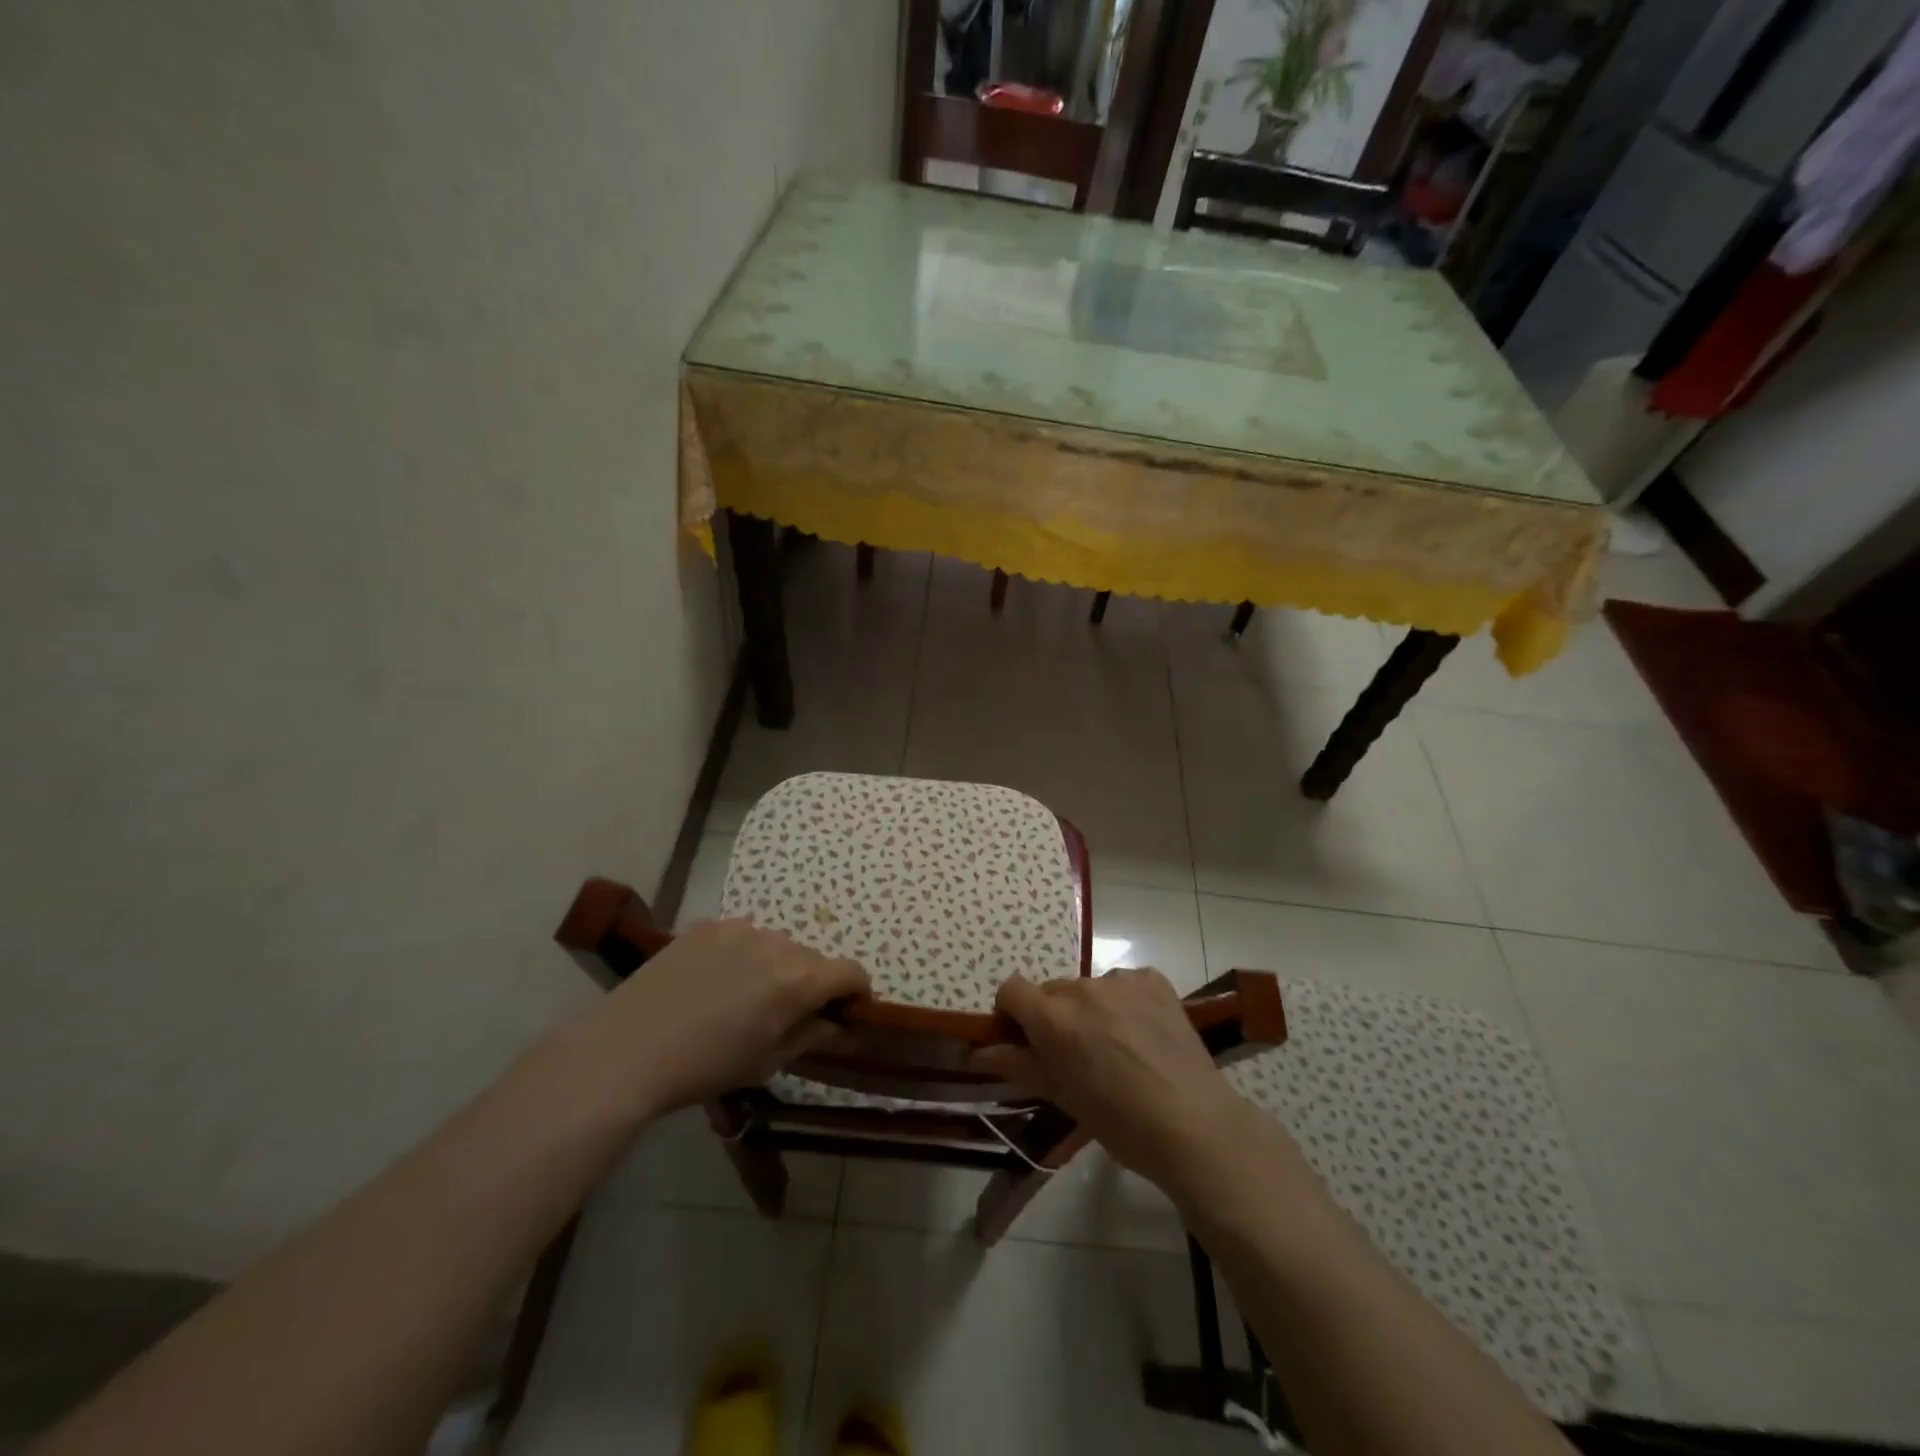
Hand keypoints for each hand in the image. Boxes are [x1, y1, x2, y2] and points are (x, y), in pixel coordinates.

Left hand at [586, 918, 868, 1114]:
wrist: (629, 1048)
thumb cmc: (707, 1066)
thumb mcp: (768, 1061)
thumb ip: (812, 1035)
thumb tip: (842, 1026)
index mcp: (800, 979)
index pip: (852, 972)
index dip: (857, 993)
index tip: (846, 1013)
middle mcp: (779, 943)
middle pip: (813, 959)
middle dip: (811, 984)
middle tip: (786, 1014)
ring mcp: (741, 928)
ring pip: (777, 945)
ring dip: (775, 967)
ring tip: (742, 997)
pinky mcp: (708, 925)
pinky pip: (742, 937)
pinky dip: (741, 956)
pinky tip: (713, 982)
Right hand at [974, 969, 1270, 1198]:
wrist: (1193, 1125)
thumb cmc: (1118, 1121)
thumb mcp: (1060, 1095)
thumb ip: (1016, 1064)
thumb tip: (977, 1052)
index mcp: (1053, 1017)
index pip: (1011, 989)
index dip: (1012, 1013)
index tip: (1024, 1040)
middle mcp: (1082, 988)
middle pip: (1052, 992)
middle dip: (1054, 1017)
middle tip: (1076, 1055)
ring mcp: (1122, 980)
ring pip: (1090, 989)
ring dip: (1091, 1010)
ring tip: (1117, 1048)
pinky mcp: (1154, 980)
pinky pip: (1125, 984)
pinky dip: (1125, 1003)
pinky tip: (1143, 1036)